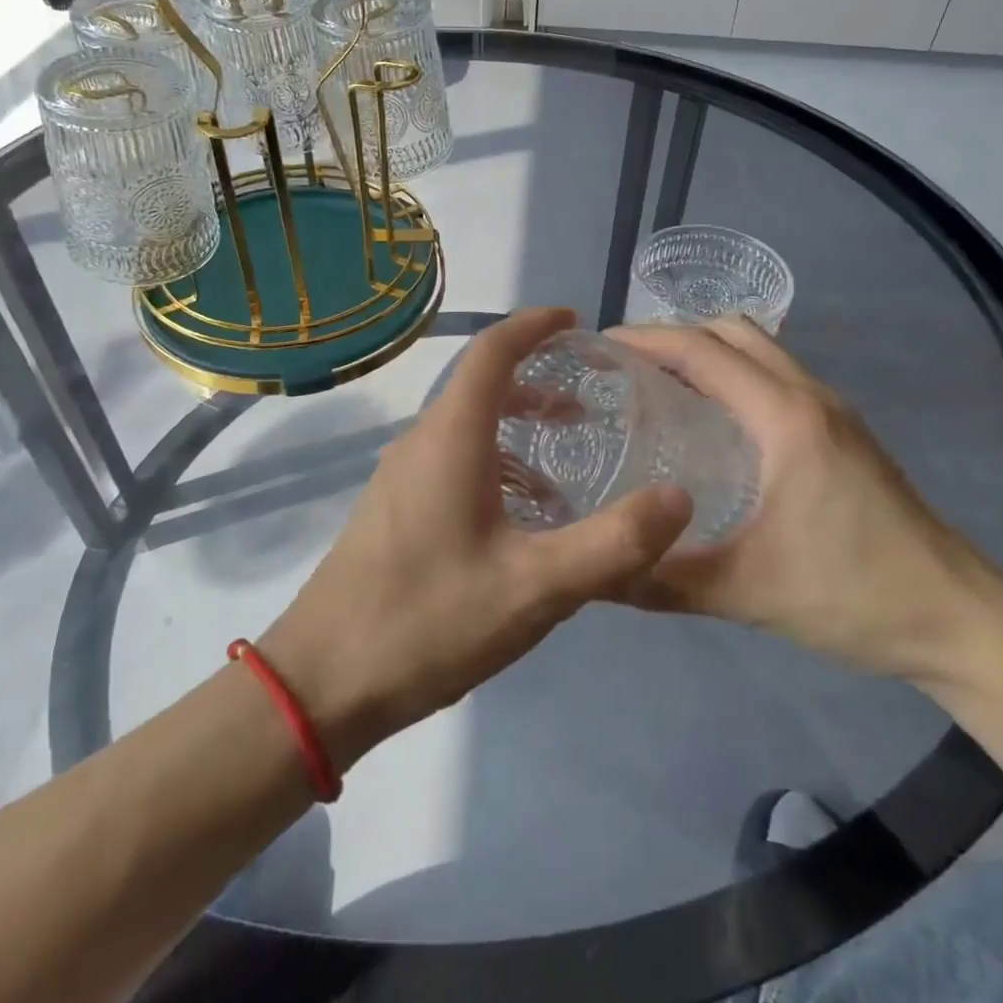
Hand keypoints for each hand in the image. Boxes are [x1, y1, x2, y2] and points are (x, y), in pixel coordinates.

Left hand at [260, 308, 693, 770]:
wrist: (323, 680)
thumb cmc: (429, 621)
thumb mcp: (535, 587)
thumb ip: (612, 543)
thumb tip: (679, 497)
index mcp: (451, 438)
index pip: (492, 351)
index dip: (534, 325)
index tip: (576, 322)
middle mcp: (421, 442)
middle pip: (481, 387)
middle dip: (536, 382)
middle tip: (588, 403)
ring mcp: (400, 477)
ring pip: (466, 428)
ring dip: (517, 430)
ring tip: (566, 465)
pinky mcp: (393, 510)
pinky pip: (451, 463)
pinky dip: (495, 466)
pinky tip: (522, 519)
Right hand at [608, 318, 1002, 684]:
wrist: (959, 620)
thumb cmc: (854, 594)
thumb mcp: (747, 591)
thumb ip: (664, 580)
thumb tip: (595, 577)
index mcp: (785, 418)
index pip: (703, 351)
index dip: (646, 339)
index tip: (599, 346)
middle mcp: (809, 397)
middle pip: (733, 332)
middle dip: (674, 335)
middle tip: (626, 366)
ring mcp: (833, 411)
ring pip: (760, 349)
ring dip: (708, 351)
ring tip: (660, 385)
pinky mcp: (844, 433)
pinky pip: (776, 376)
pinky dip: (735, 374)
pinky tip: (713, 422)